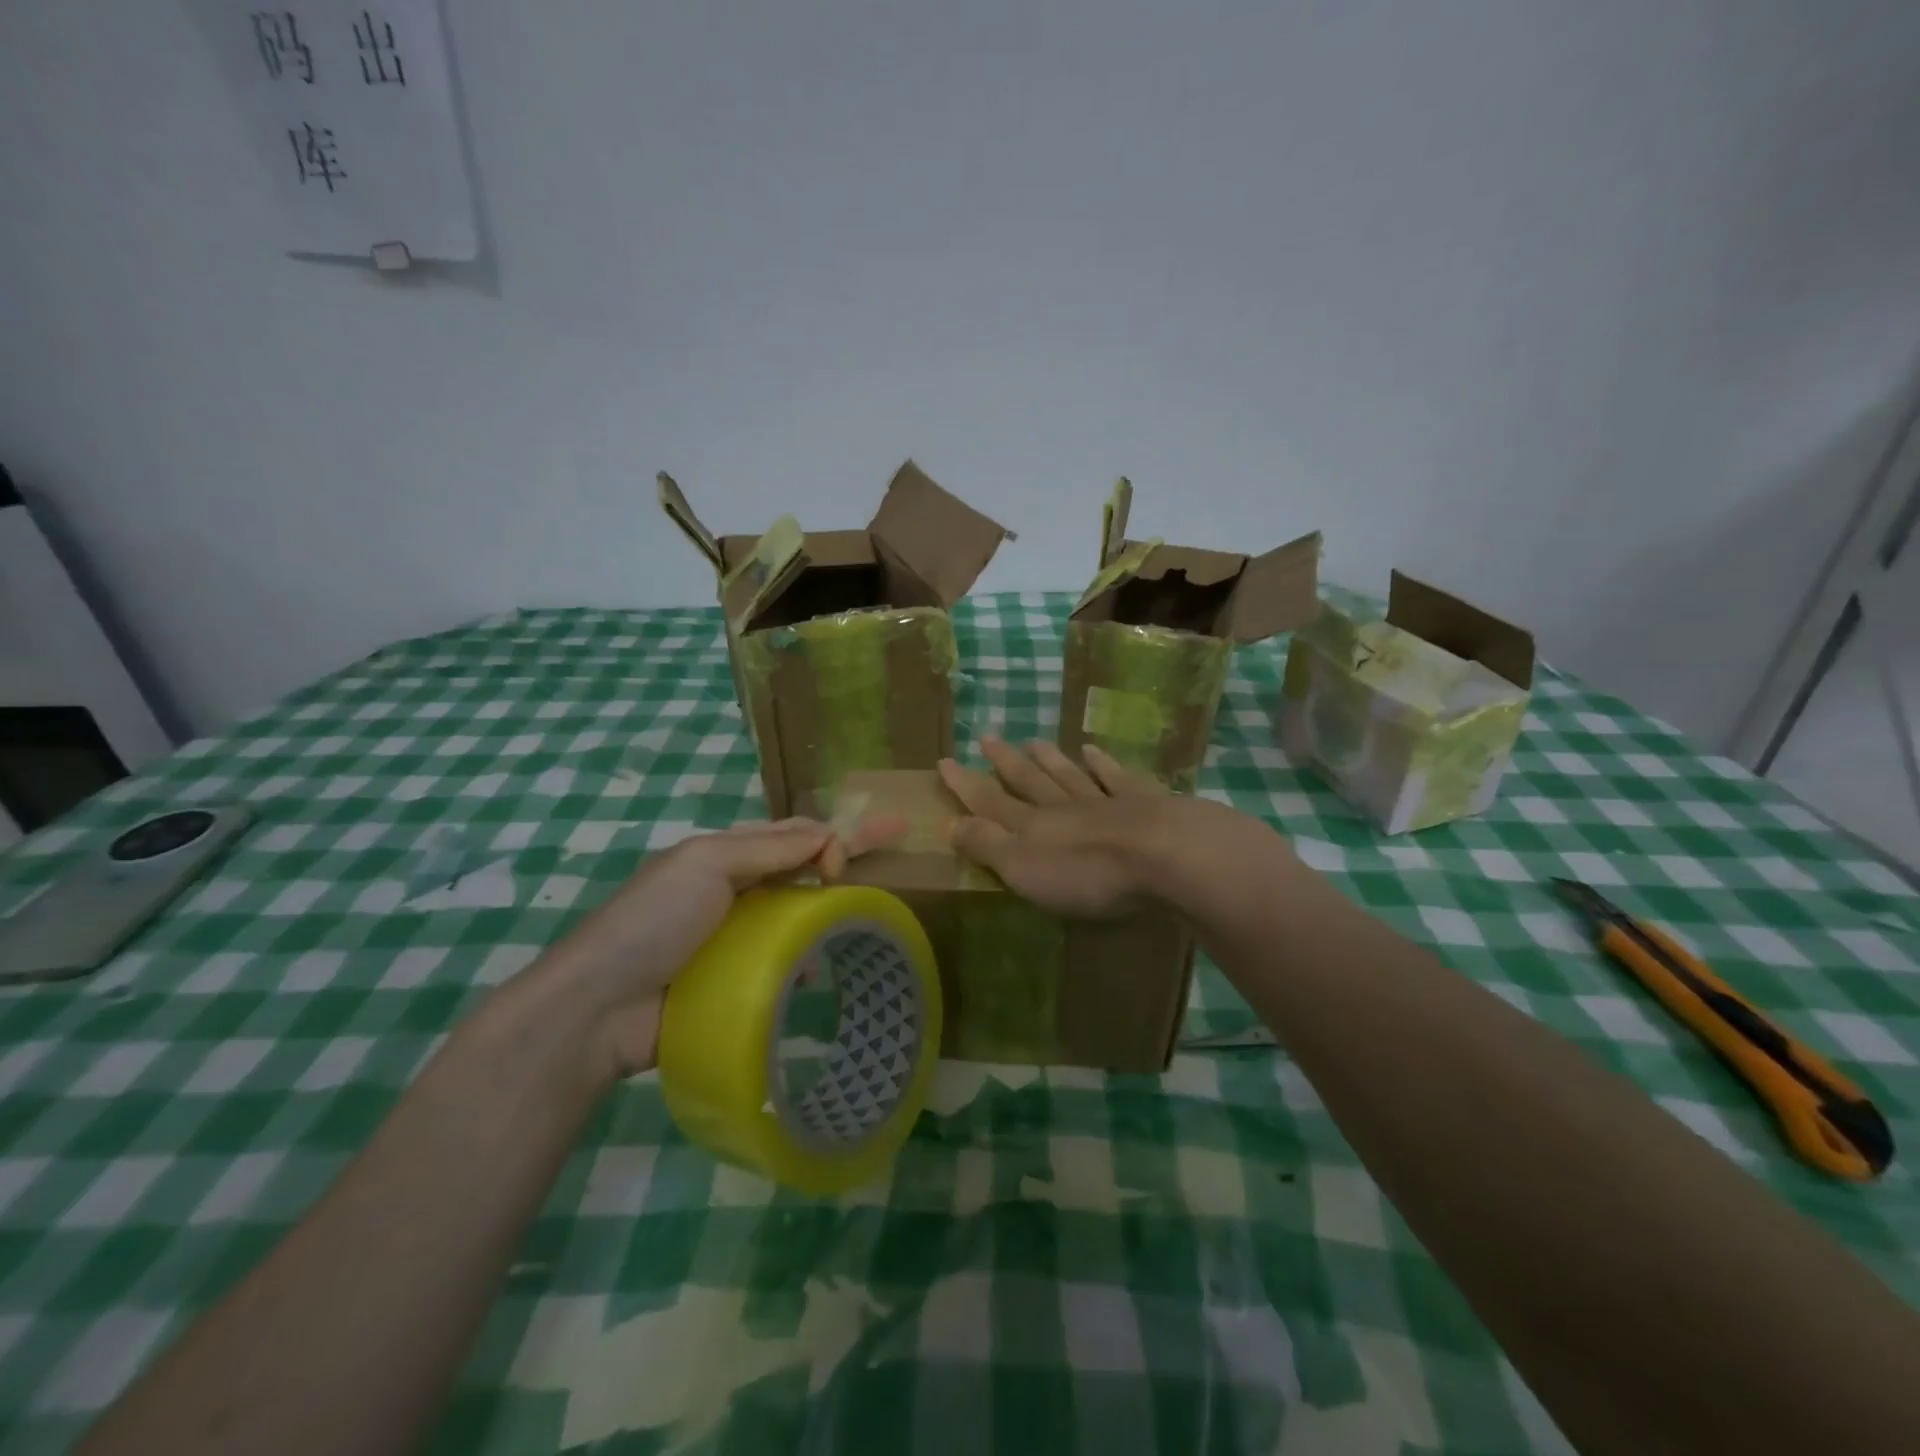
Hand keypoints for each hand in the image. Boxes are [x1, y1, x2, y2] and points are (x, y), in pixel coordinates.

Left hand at [520, 817, 900, 1079]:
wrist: (598, 1010)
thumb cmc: (652, 922)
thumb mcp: (706, 864)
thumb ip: (768, 848)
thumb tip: (828, 839)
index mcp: (726, 855)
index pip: (796, 833)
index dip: (837, 832)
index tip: (870, 850)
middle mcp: (735, 890)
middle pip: (803, 869)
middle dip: (849, 860)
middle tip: (899, 852)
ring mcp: (736, 939)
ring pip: (799, 916)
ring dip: (830, 912)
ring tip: (865, 922)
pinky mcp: (736, 982)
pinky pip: (785, 962)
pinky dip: (807, 961)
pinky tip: (820, 974)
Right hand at [937, 739, 1171, 916]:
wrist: (1164, 855)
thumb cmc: (1088, 872)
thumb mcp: (1024, 868)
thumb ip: (989, 845)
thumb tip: (951, 823)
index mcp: (1033, 827)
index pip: (990, 802)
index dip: (965, 785)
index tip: (944, 761)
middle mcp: (1064, 807)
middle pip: (1029, 780)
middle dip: (1004, 762)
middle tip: (986, 737)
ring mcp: (1105, 800)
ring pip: (1069, 775)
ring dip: (1049, 759)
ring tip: (1033, 741)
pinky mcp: (1145, 802)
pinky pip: (1116, 778)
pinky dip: (1102, 764)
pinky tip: (1093, 750)